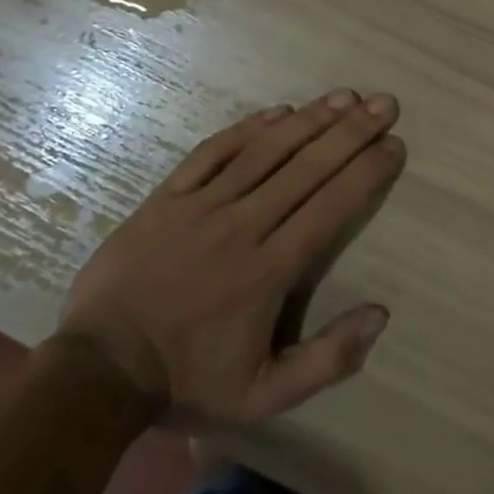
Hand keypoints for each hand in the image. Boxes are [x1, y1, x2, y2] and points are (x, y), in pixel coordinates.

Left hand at [57, 90, 404, 425]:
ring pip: (265, 151)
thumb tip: (380, 314)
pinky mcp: (168, 197)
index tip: (394, 145)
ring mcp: (201, 206)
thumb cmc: (188, 381)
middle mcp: (243, 226)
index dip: (367, 172)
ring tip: (344, 96)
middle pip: (307, 168)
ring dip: (309, 120)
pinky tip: (277, 111)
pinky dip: (247, 128)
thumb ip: (326, 359)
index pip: (331, 207)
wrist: (99, 369)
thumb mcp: (264, 396)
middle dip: (351, 133)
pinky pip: (212, 152)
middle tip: (385, 103)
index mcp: (270, 270)